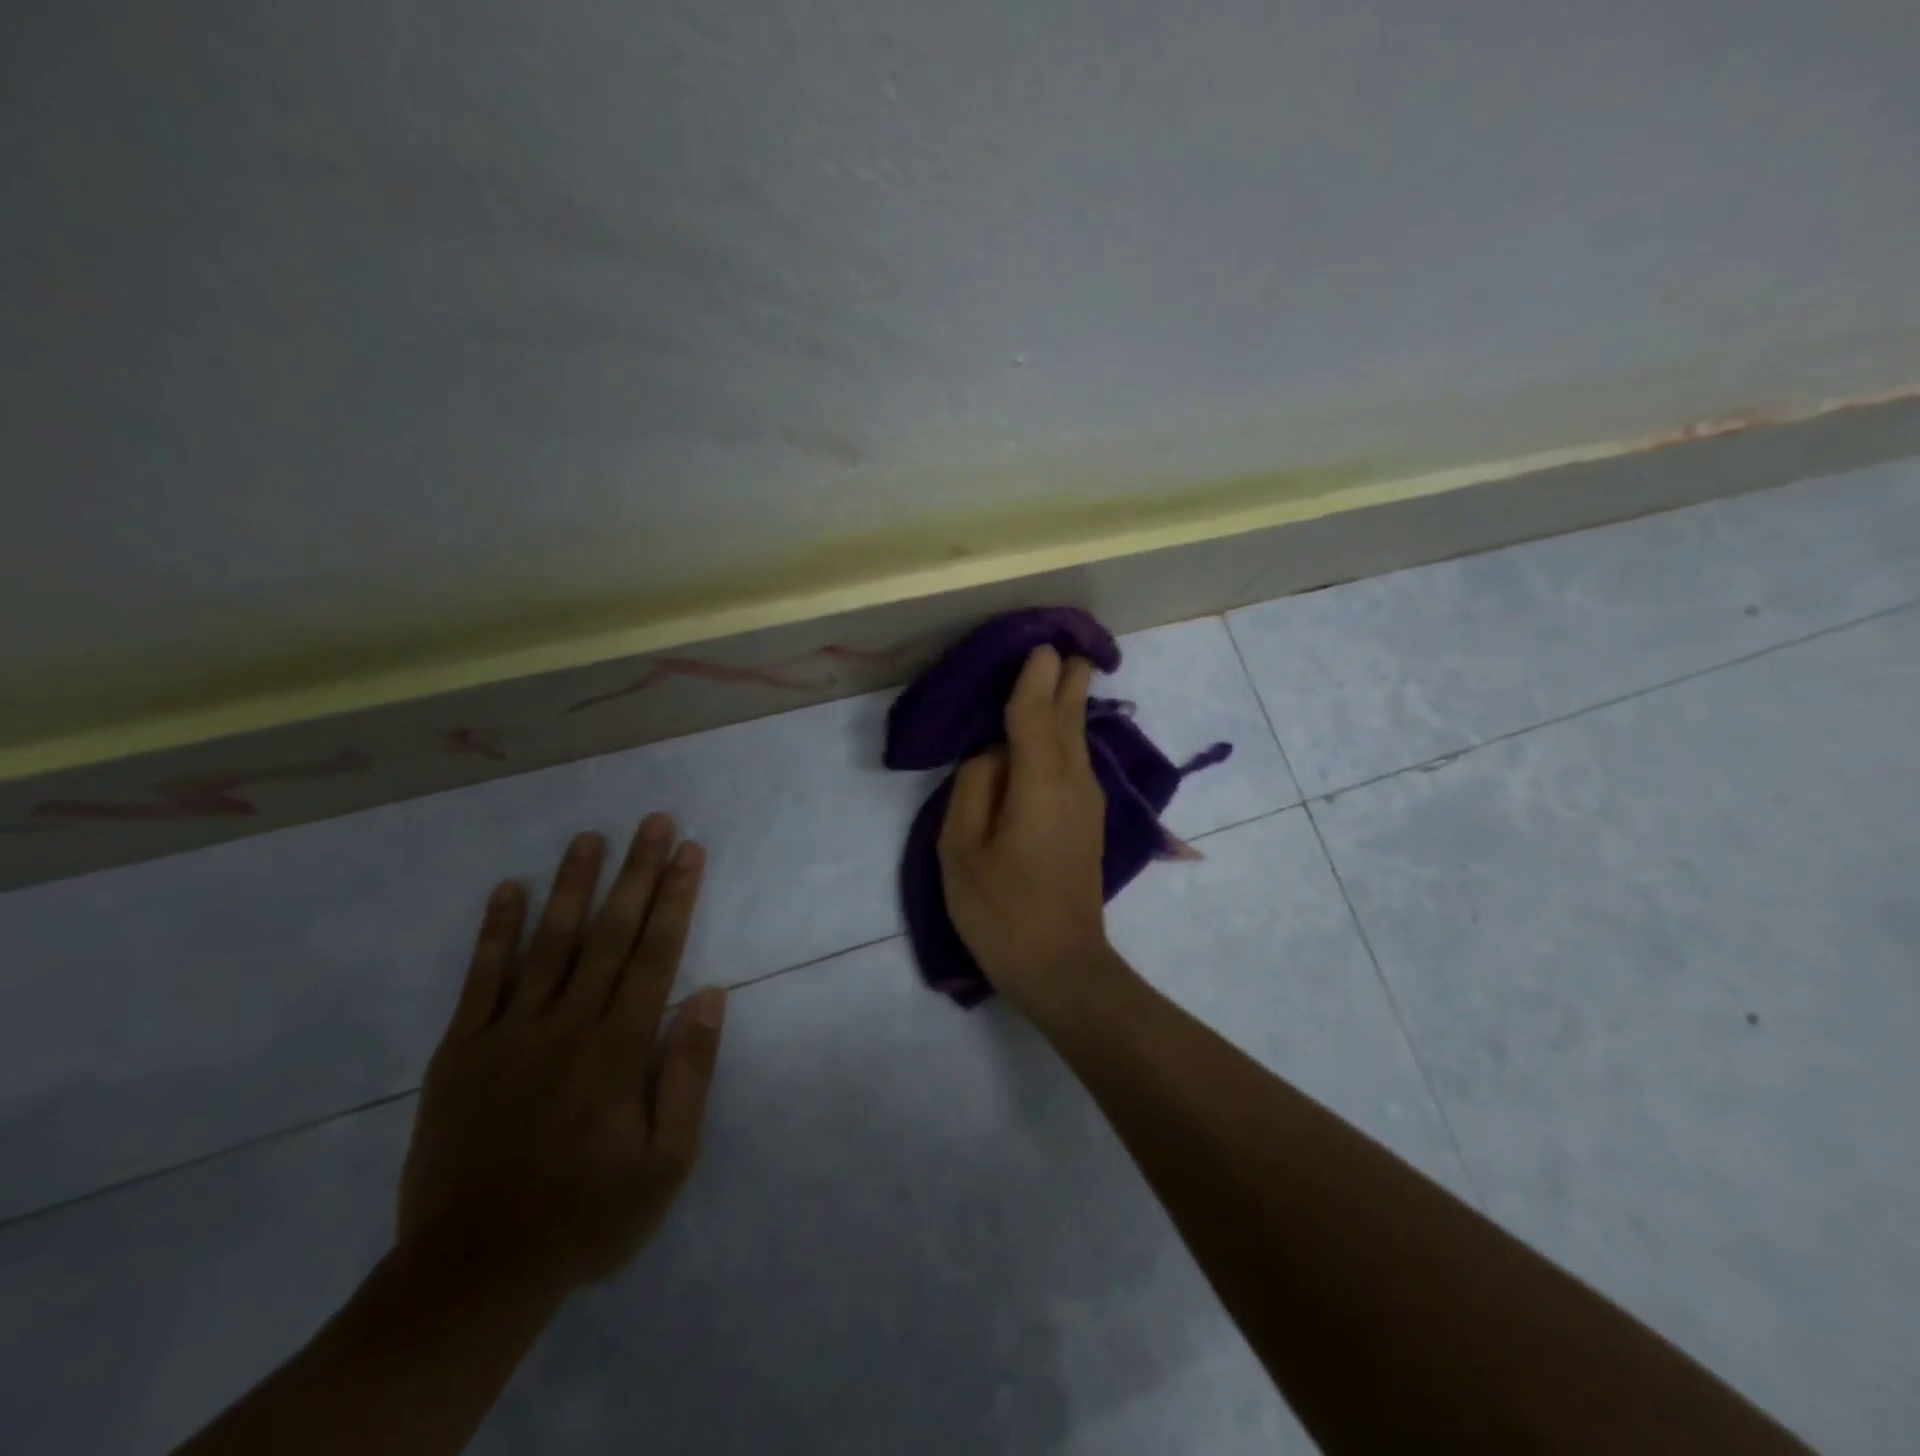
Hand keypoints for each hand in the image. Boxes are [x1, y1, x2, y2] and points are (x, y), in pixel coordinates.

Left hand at [397, 815, 726, 1294]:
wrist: (473, 1273)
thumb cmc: (586, 1214)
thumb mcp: (665, 1162)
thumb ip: (688, 1073)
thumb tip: (709, 995)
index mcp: (619, 1046)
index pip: (656, 953)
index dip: (675, 897)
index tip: (689, 851)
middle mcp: (568, 1023)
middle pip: (611, 933)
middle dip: (637, 872)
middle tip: (653, 821)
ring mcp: (510, 1032)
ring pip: (550, 942)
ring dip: (573, 884)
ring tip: (590, 837)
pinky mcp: (462, 1050)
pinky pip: (481, 979)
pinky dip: (495, 931)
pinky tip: (508, 889)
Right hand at [937, 645, 1128, 1019]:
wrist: (1062, 967)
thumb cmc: (1001, 910)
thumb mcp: (961, 849)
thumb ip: (974, 787)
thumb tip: (991, 751)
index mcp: (1039, 780)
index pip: (1036, 711)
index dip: (1036, 674)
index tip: (1040, 639)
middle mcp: (1074, 780)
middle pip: (1070, 714)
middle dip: (1068, 676)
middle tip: (1065, 639)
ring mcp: (1088, 800)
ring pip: (1078, 736)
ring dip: (1069, 700)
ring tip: (1063, 667)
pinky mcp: (1088, 818)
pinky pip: (1076, 759)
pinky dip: (1066, 731)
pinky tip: (1056, 725)